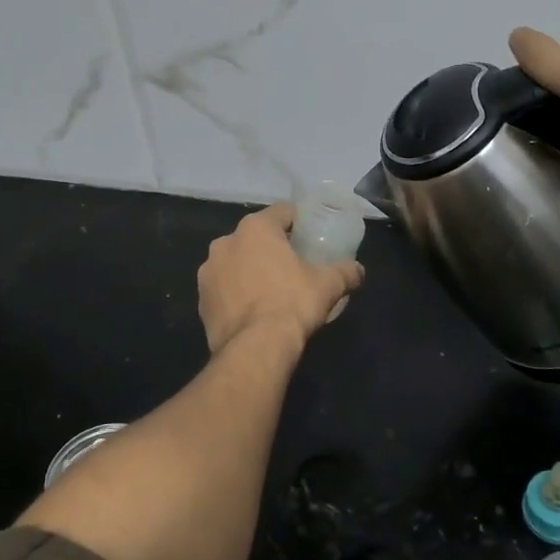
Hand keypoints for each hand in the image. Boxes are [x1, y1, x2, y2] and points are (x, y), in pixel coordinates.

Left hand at [198, 203, 365, 355]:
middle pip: (255, 237)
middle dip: (271, 248)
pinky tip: (252, 311)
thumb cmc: (293, 303)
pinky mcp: (200, 300)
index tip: (310, 235)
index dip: (299, 221)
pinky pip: (223, 289)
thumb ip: (346, 272)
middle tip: (292, 265)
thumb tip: (358, 270)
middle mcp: (225, 242)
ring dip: (250, 270)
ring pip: (235, 262)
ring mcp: (208, 272)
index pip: (282, 212)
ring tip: (270, 290)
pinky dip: (236, 294)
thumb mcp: (328, 285)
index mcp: (255, 229)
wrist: (255, 348)